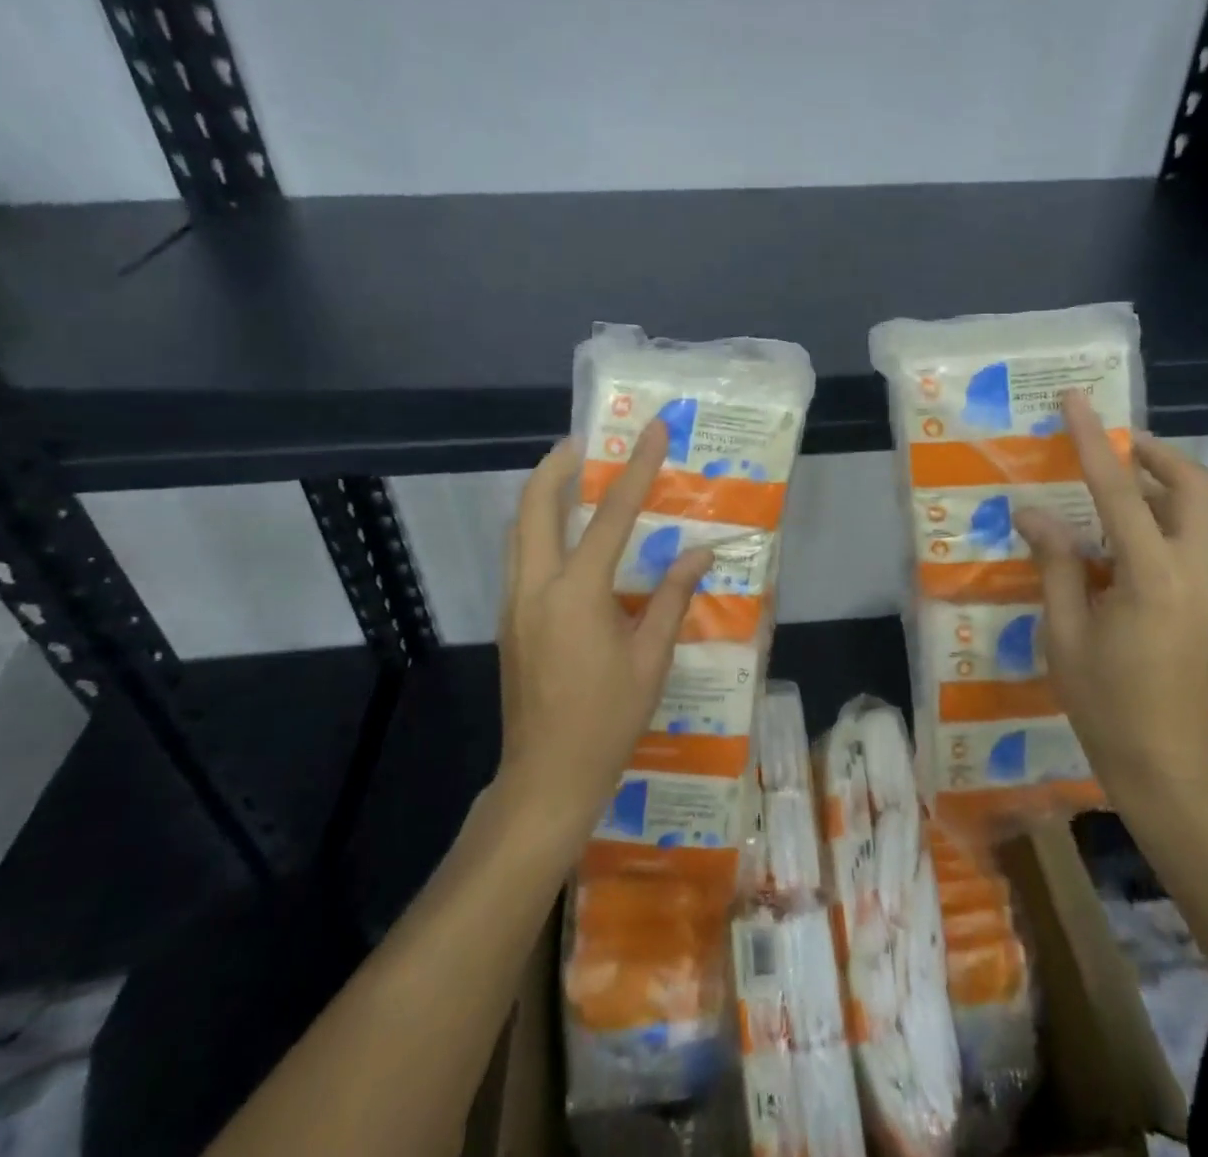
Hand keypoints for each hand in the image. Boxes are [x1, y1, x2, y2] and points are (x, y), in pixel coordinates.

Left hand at [496, 422, 713, 837]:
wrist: (547, 777)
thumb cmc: (608, 720)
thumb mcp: (651, 659)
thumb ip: (672, 597)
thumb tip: (699, 552)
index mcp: (577, 593)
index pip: (611, 515)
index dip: (636, 468)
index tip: (650, 430)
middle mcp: (535, 586)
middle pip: (534, 505)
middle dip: (557, 465)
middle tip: (586, 442)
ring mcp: (514, 603)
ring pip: (518, 528)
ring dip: (542, 493)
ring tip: (573, 476)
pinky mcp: (509, 620)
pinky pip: (519, 555)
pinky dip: (538, 527)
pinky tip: (566, 536)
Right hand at [1013, 392, 1207, 803]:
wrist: (1166, 767)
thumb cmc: (1104, 704)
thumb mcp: (1064, 633)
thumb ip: (1055, 564)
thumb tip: (1034, 512)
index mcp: (1152, 577)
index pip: (1121, 491)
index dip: (1094, 442)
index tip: (1075, 402)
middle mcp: (1192, 570)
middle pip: (1193, 485)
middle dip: (1152, 452)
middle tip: (1106, 444)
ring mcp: (1207, 586)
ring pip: (1197, 509)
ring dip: (1157, 482)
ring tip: (1104, 483)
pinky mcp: (1205, 601)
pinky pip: (1187, 537)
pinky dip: (1157, 515)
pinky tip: (1111, 537)